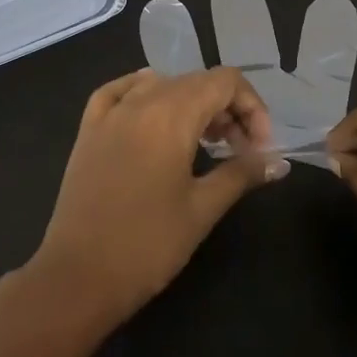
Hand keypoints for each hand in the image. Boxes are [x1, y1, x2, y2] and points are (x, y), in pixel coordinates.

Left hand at [23, 68, 289, 330]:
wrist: (78, 275)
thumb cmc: (148, 244)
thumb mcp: (202, 209)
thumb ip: (241, 174)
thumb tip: (278, 162)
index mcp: (171, 114)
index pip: (224, 82)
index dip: (252, 107)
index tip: (259, 148)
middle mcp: (139, 101)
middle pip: (195, 80)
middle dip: (226, 108)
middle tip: (239, 151)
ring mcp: (109, 113)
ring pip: (161, 84)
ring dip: (190, 103)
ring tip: (203, 141)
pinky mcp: (88, 129)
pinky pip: (119, 92)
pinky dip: (144, 94)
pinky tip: (153, 113)